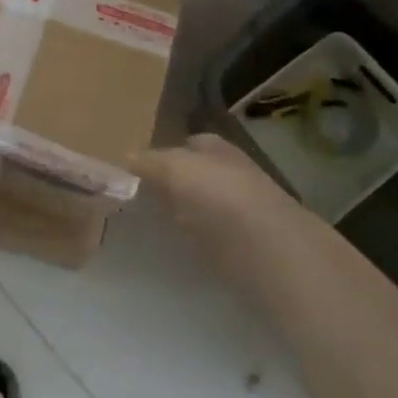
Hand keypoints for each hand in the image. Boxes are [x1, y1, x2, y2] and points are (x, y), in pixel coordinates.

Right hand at [137, 133, 296, 271]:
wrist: (271, 253)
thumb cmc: (221, 197)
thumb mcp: (175, 168)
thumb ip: (148, 162)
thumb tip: (126, 159)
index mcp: (215, 148)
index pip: (183, 144)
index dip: (160, 154)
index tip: (132, 169)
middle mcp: (228, 174)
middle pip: (192, 174)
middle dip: (169, 182)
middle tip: (133, 194)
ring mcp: (237, 212)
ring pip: (198, 206)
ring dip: (179, 211)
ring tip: (146, 220)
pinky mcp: (241, 248)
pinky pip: (206, 237)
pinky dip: (191, 238)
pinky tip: (172, 244)